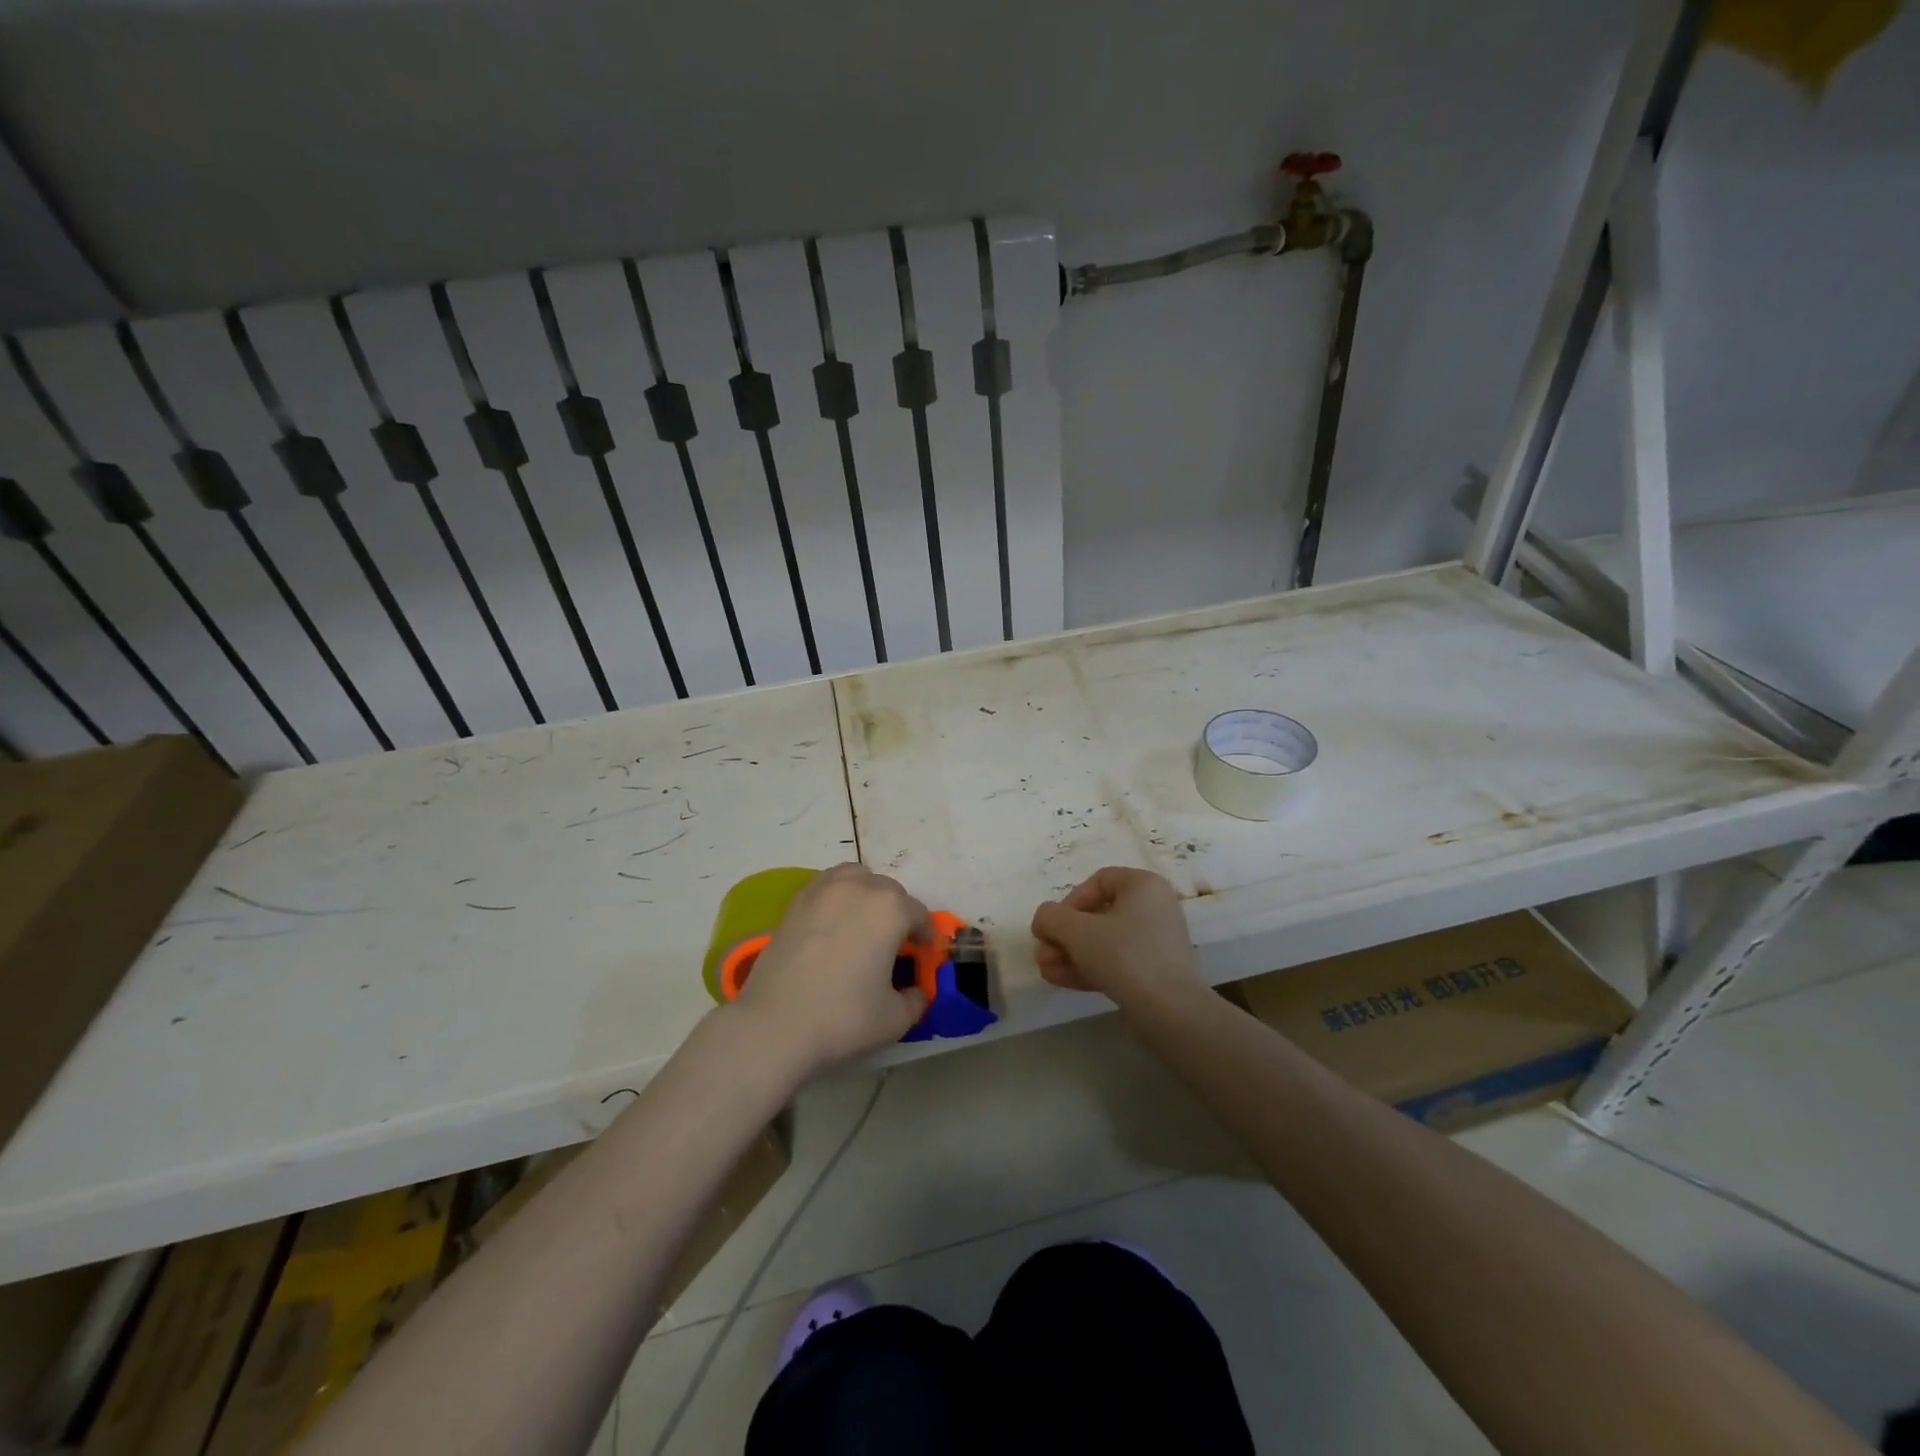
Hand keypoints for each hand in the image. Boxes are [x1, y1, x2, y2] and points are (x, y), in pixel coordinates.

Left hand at [730, 863, 932, 1079]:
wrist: (774, 1026)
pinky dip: (837, 898)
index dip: (925, 937)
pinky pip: (827, 887)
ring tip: (862, 925)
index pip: (919, 915)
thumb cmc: (843, 1019)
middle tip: (892, 946)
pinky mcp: (795, 901)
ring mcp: (823, 890)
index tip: (922, 956)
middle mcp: (859, 887)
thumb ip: (915, 999)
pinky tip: (832, 927)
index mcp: (890, 909)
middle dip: (897, 914)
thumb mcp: (896, 1019)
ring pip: (856, 878)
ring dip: (866, 895)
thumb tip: (915, 991)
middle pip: (889, 891)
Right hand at [1030, 866, 1200, 1006]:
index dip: (1069, 902)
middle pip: (1098, 914)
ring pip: (1104, 941)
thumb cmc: (1123, 955)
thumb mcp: (1077, 930)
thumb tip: (1044, 920)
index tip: (1053, 926)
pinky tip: (1061, 980)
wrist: (1169, 1010)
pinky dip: (1089, 967)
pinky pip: (1116, 961)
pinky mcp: (1155, 971)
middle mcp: (1154, 907)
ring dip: (1071, 953)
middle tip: (1042, 954)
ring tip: (1045, 970)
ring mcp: (1156, 941)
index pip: (1098, 882)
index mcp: (1143, 885)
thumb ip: (1051, 917)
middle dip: (1064, 936)